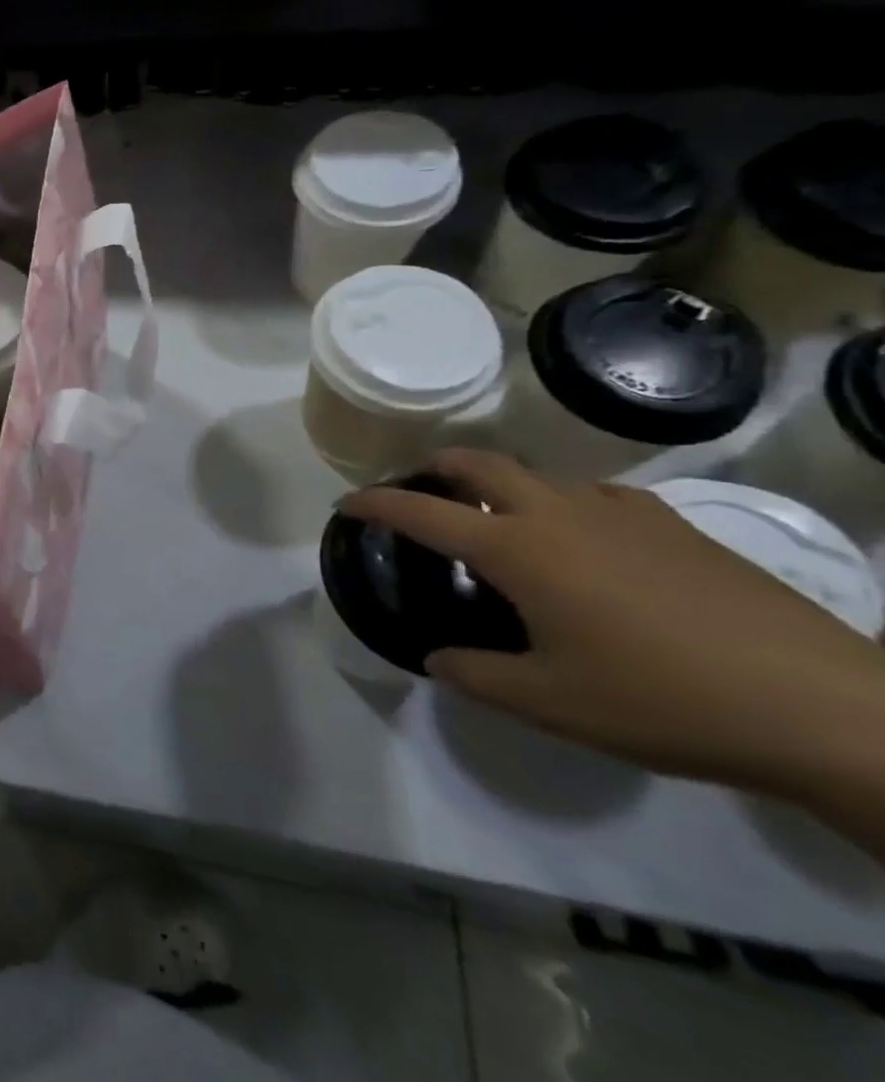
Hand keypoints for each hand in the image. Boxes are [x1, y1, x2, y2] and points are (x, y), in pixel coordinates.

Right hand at [339, 450, 884, 799]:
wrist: (824, 708)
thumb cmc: (662, 700)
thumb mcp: (550, 704)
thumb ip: (476, 677)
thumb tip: (438, 660)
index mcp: (518, 550)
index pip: (423, 511)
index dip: (376, 503)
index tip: (347, 503)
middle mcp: (560, 515)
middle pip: (481, 464)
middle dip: (437, 468)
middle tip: (421, 490)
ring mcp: (622, 514)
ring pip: (540, 476)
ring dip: (503, 487)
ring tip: (501, 525)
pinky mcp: (675, 527)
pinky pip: (597, 497)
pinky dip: (565, 505)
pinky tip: (584, 544)